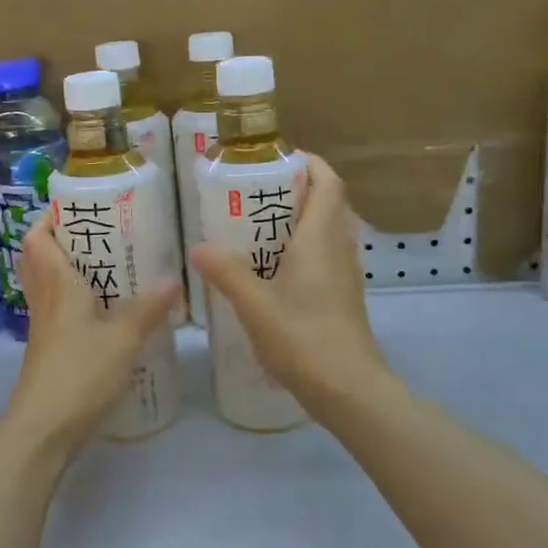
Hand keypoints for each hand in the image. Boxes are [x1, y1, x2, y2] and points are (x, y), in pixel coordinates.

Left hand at [4, 212, 179, 453]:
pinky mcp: (49, 349)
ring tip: (108, 265)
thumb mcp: (123, 338)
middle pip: (40, 258)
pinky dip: (75, 300)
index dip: (50, 218)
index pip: (38, 238)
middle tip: (100, 233)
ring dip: (69, 269)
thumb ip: (148, 307)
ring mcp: (44, 326)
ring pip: (48, 284)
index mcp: (58, 285)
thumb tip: (172, 277)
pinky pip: (57, 310)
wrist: (44, 427)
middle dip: (63, 240)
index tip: (77, 207)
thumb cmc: (80, 373)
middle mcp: (45, 299)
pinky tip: (106, 310)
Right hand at [190, 154, 394, 416]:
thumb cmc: (304, 340)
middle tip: (255, 193)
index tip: (278, 157)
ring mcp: (344, 275)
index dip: (310, 162)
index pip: (328, 183)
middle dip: (297, 189)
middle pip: (327, 203)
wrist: (350, 390)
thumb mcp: (255, 307)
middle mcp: (338, 249)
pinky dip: (302, 249)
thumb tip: (198, 246)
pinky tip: (271, 270)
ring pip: (327, 231)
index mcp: (320, 240)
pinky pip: (324, 256)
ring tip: (256, 228)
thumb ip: (226, 273)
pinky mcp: (343, 297)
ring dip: (300, 220)